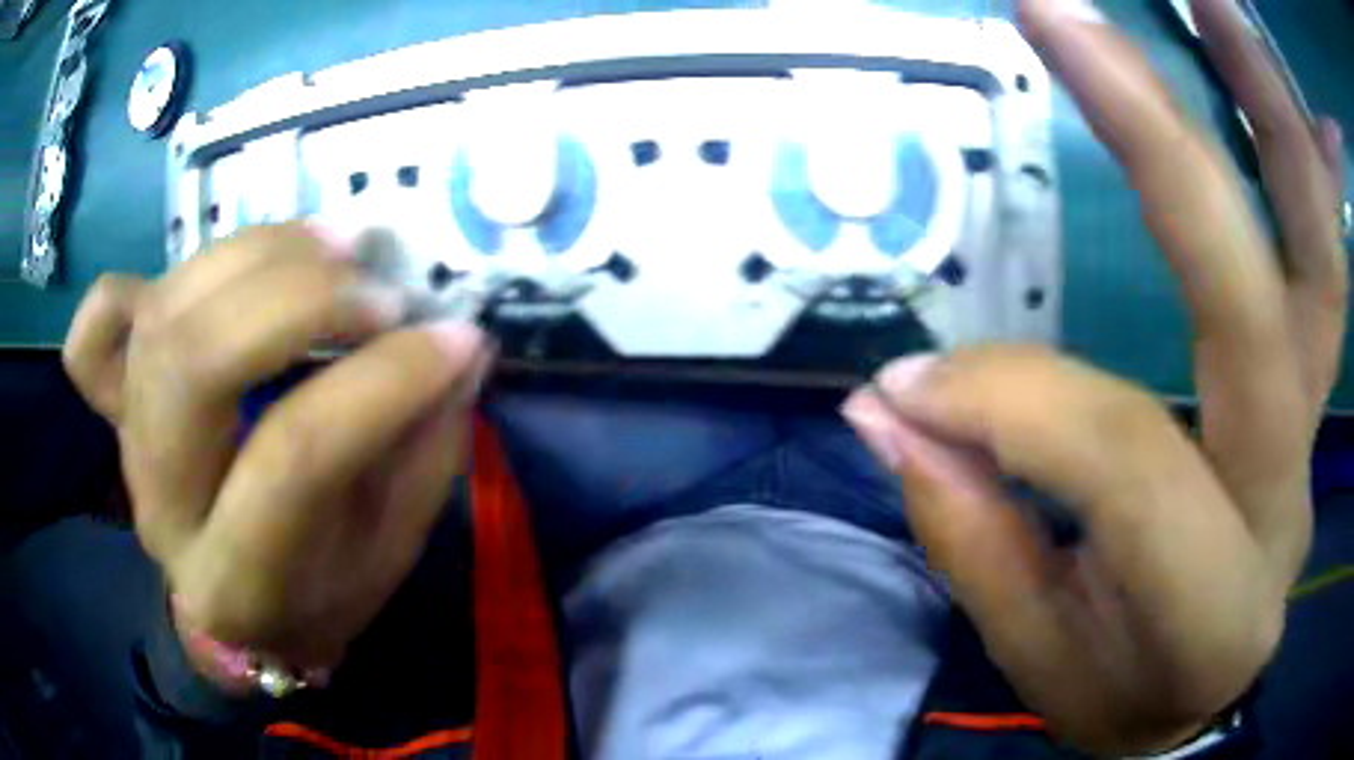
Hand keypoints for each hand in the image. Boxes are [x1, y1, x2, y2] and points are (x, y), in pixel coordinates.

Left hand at [63, 223, 491, 678]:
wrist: (234, 614)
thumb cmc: (318, 598)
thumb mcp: (388, 555)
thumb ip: (422, 455)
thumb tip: (458, 347)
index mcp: (239, 577)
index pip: (295, 455)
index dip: (383, 382)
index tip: (457, 340)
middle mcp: (163, 501)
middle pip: (195, 361)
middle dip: (299, 301)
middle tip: (379, 289)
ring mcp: (127, 440)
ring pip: (163, 313)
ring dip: (256, 255)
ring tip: (335, 248)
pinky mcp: (116, 402)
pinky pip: (96, 328)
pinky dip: (140, 284)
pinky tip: (211, 278)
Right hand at [843, 0, 1346, 753]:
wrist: (1206, 690)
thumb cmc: (1124, 694)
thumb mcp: (1040, 660)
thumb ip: (975, 536)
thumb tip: (891, 407)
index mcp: (1212, 599)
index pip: (1121, 457)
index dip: (1008, 405)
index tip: (910, 387)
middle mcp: (1284, 489)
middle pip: (1257, 300)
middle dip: (1167, 145)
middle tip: (1064, 18)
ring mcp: (1313, 419)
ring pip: (1317, 247)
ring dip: (1263, 106)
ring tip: (1204, 1)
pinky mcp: (1313, 383)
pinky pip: (1321, 251)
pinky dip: (1293, 152)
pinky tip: (1250, 77)